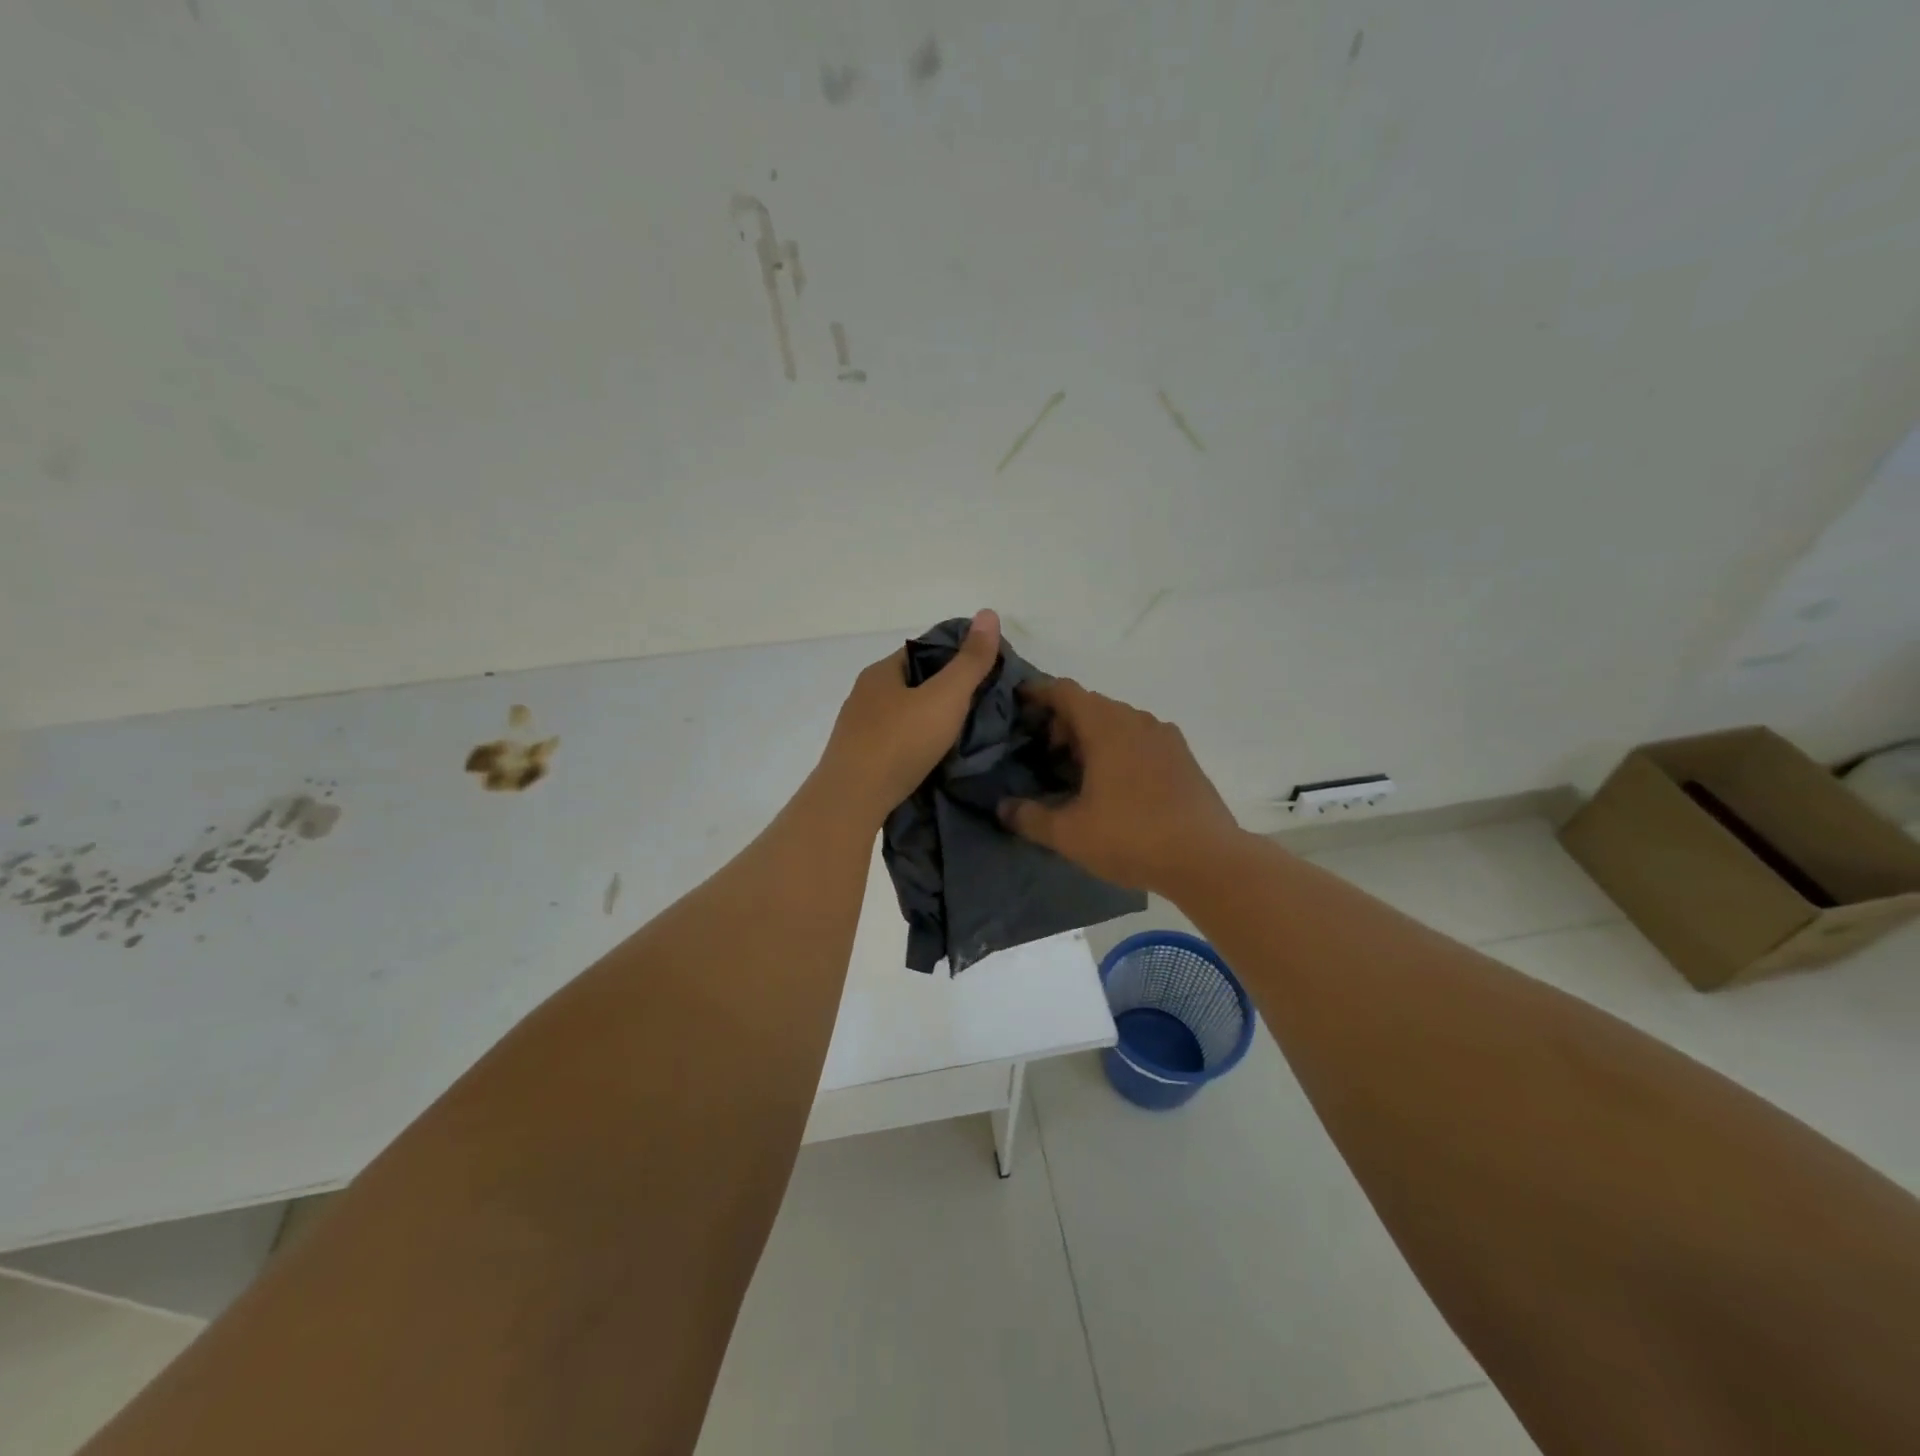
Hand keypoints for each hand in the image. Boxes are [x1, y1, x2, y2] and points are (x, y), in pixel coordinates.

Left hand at [815, 610, 1002, 826]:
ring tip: (963, 735)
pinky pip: (895, 743)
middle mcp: (864, 696)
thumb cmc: (900, 742)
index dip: (955, 657)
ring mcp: (858, 730)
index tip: (986, 672)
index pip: (923, 651)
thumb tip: (989, 613)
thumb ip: (970, 661)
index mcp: (881, 672)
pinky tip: (933, 758)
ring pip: (903, 715)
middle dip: (945, 691)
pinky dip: (916, 745)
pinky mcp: (859, 761)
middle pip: (913, 684)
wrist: (852, 800)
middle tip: (981, 706)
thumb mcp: (945, 697)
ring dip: (929, 721)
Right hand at [998, 680, 1242, 894]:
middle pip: (1091, 704)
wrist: (1207, 859)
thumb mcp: (1069, 834)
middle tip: (1044, 753)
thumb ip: (1029, 817)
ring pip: (1118, 721)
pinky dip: (1119, 747)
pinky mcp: (1183, 756)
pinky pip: (1140, 738)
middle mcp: (1136, 720)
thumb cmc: (1131, 837)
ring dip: (1092, 736)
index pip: (1064, 691)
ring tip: (1077, 771)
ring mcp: (1165, 736)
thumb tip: (1003, 808)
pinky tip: (1114, 784)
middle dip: (1063, 721)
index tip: (1018, 703)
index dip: (1037, 692)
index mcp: (1106, 727)